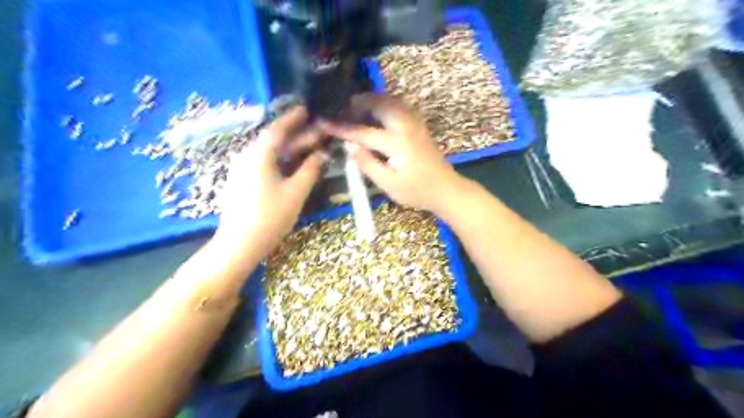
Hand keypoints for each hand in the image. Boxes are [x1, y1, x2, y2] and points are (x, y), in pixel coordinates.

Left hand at [213, 107, 325, 255]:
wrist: (240, 244)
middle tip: (318, 130)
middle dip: (297, 135)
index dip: (293, 118)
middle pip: (275, 141)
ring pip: (270, 153)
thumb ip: (311, 169)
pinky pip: (264, 163)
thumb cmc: (270, 216)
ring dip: (290, 149)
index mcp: (259, 155)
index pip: (278, 129)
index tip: (305, 108)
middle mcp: (247, 157)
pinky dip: (281, 160)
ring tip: (310, 146)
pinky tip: (293, 165)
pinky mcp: (242, 182)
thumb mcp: (296, 191)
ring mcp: (242, 170)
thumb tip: (323, 154)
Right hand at [321, 94, 462, 211]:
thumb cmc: (417, 191)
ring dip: (372, 100)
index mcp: (397, 143)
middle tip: (342, 110)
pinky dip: (385, 103)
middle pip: (379, 104)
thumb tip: (349, 145)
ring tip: (356, 107)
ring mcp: (415, 123)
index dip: (342, 128)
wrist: (446, 189)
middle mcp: (406, 126)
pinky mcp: (419, 124)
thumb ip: (367, 163)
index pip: (363, 132)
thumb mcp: (389, 185)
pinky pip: (399, 105)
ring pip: (391, 100)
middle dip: (358, 103)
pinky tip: (377, 111)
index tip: (324, 122)